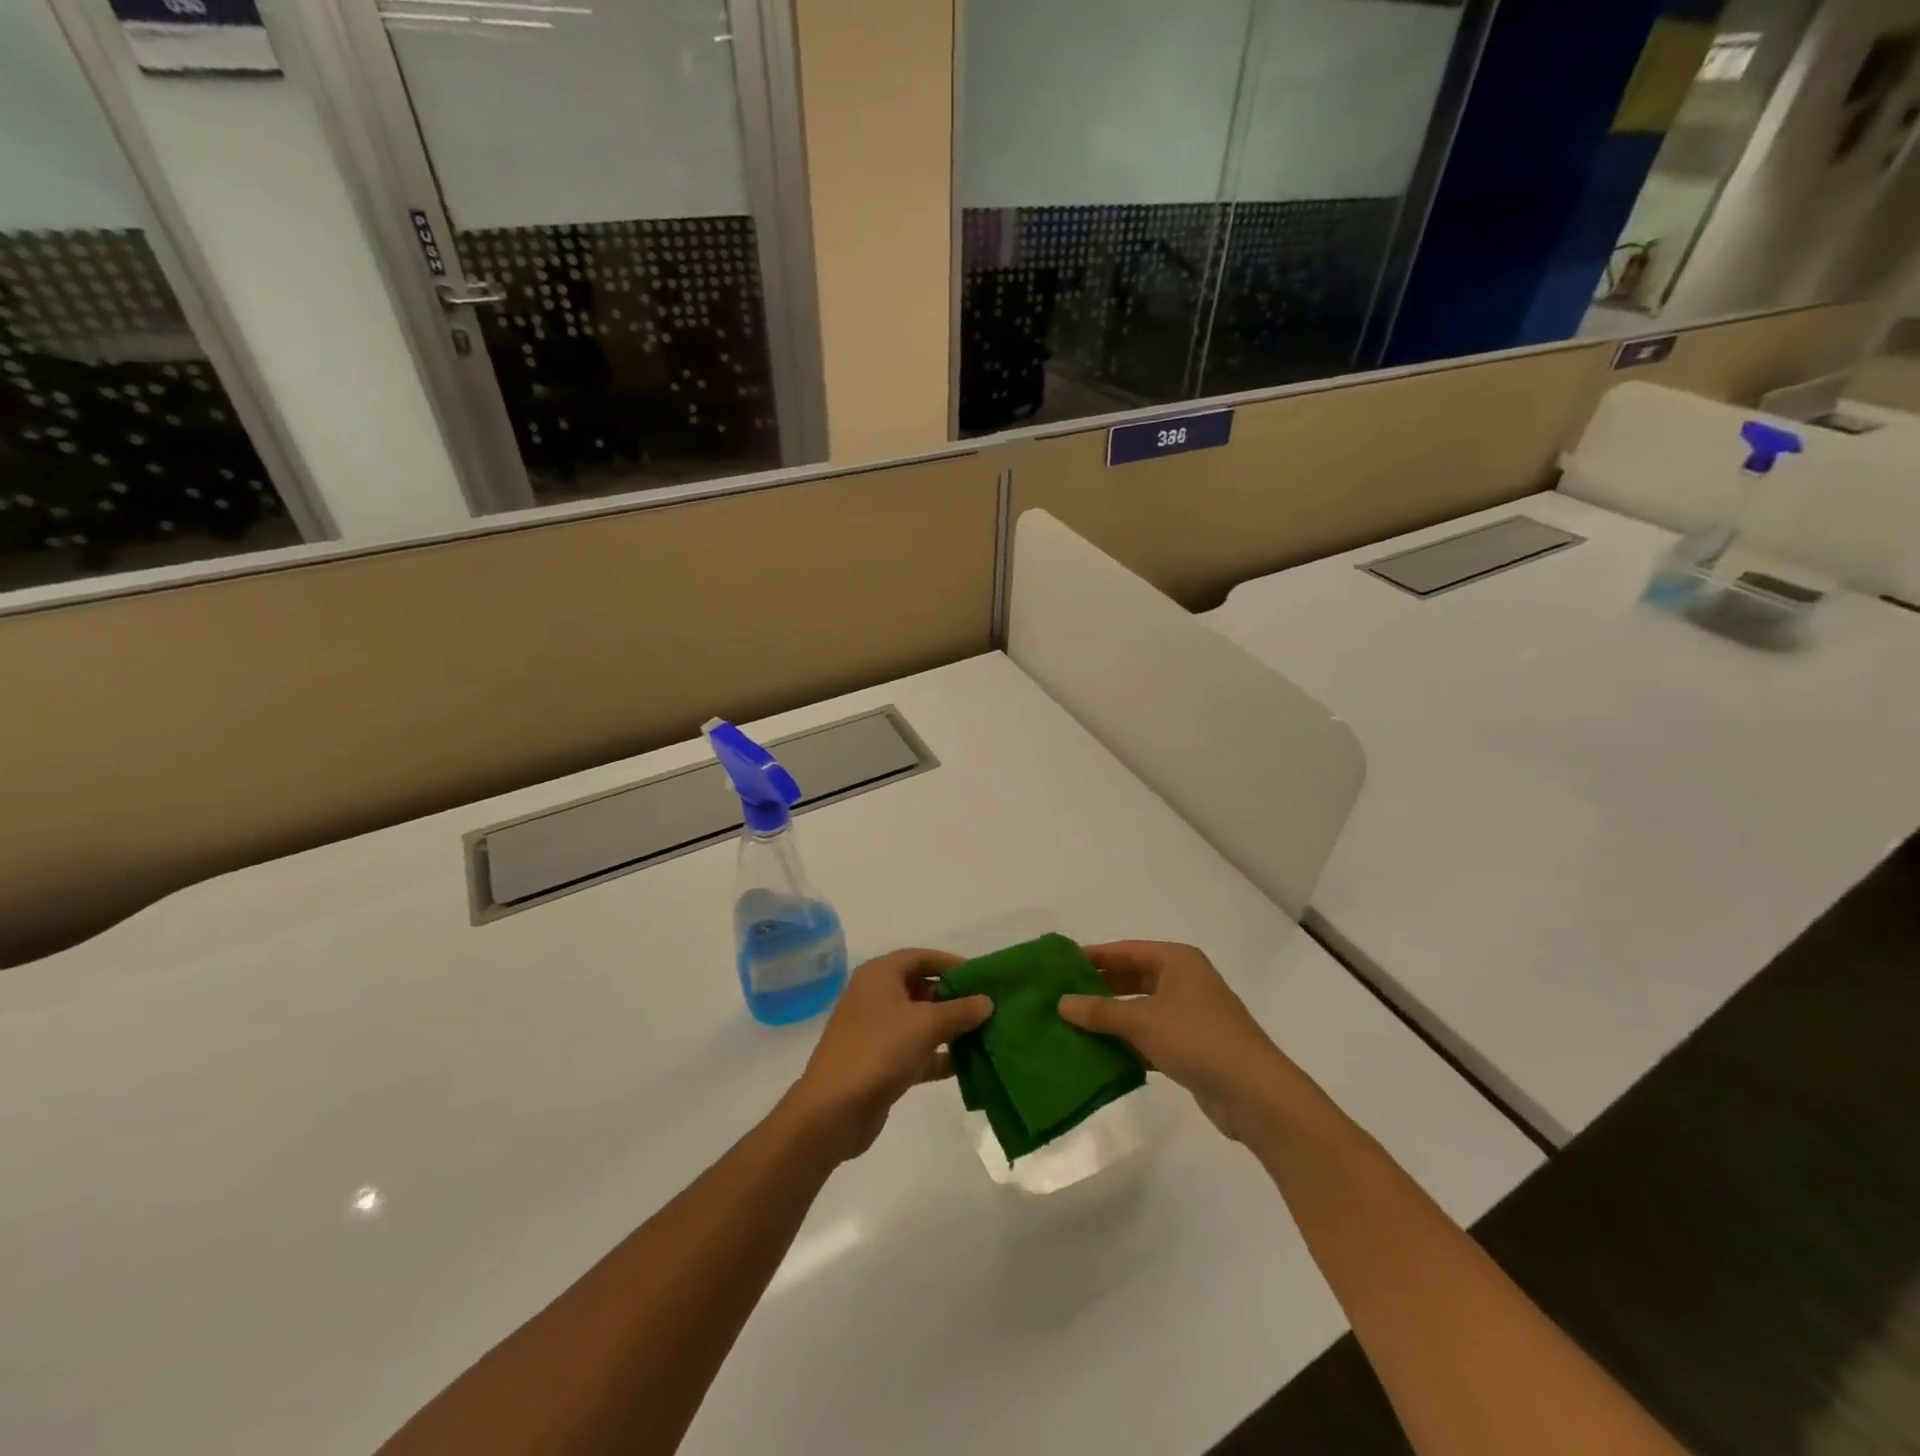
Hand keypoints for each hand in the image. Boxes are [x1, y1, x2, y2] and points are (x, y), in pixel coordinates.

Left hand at [783, 949, 992, 1162]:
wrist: (833, 1110)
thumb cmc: (879, 1050)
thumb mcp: (926, 1024)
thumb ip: (960, 1010)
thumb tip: (987, 1001)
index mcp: (880, 975)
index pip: (920, 957)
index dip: (950, 964)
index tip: (981, 977)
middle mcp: (875, 996)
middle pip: (921, 988)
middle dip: (953, 998)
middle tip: (986, 1008)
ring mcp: (876, 1030)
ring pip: (919, 1021)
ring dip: (949, 1028)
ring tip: (984, 1035)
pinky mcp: (879, 1061)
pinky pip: (914, 1049)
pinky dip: (937, 1055)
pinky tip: (966, 1065)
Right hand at [1058, 941, 1297, 1143]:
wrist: (1256, 1095)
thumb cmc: (1198, 1040)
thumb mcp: (1143, 1021)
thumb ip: (1100, 1011)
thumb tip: (1061, 1004)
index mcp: (1176, 961)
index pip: (1125, 951)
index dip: (1093, 957)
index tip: (1059, 965)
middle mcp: (1183, 981)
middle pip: (1132, 978)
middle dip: (1099, 988)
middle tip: (1060, 997)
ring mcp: (1189, 1014)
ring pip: (1140, 1009)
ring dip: (1111, 1018)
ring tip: (1071, 1025)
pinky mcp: (1191, 1046)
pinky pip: (1150, 1036)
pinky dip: (1128, 1042)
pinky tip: (1099, 1054)